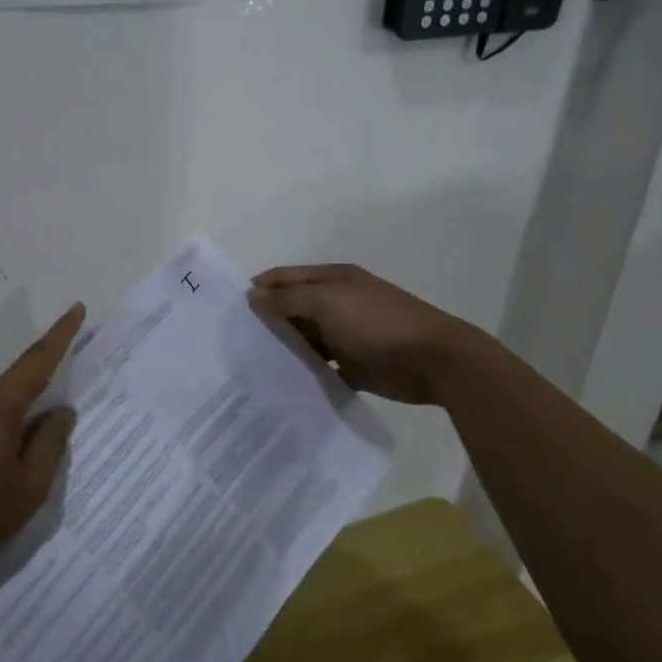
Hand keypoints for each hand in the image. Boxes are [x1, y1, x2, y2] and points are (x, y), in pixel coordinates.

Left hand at [0, 304, 84, 587]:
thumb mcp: (29, 487)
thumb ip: (51, 443)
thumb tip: (61, 411)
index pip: (37, 360)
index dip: (61, 334)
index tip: (77, 308)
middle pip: (16, 390)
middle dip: (38, 406)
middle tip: (54, 441)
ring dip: (13, 429)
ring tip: (19, 472)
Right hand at [248, 264, 478, 405]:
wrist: (433, 360)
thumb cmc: (376, 322)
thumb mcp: (327, 302)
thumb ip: (288, 298)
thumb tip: (252, 295)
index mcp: (331, 280)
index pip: (285, 277)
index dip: (259, 287)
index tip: (229, 309)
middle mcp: (336, 303)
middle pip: (293, 308)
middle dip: (267, 321)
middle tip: (233, 342)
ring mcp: (345, 335)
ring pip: (305, 339)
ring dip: (284, 348)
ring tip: (250, 366)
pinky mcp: (354, 365)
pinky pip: (321, 367)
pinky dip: (305, 372)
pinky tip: (282, 384)